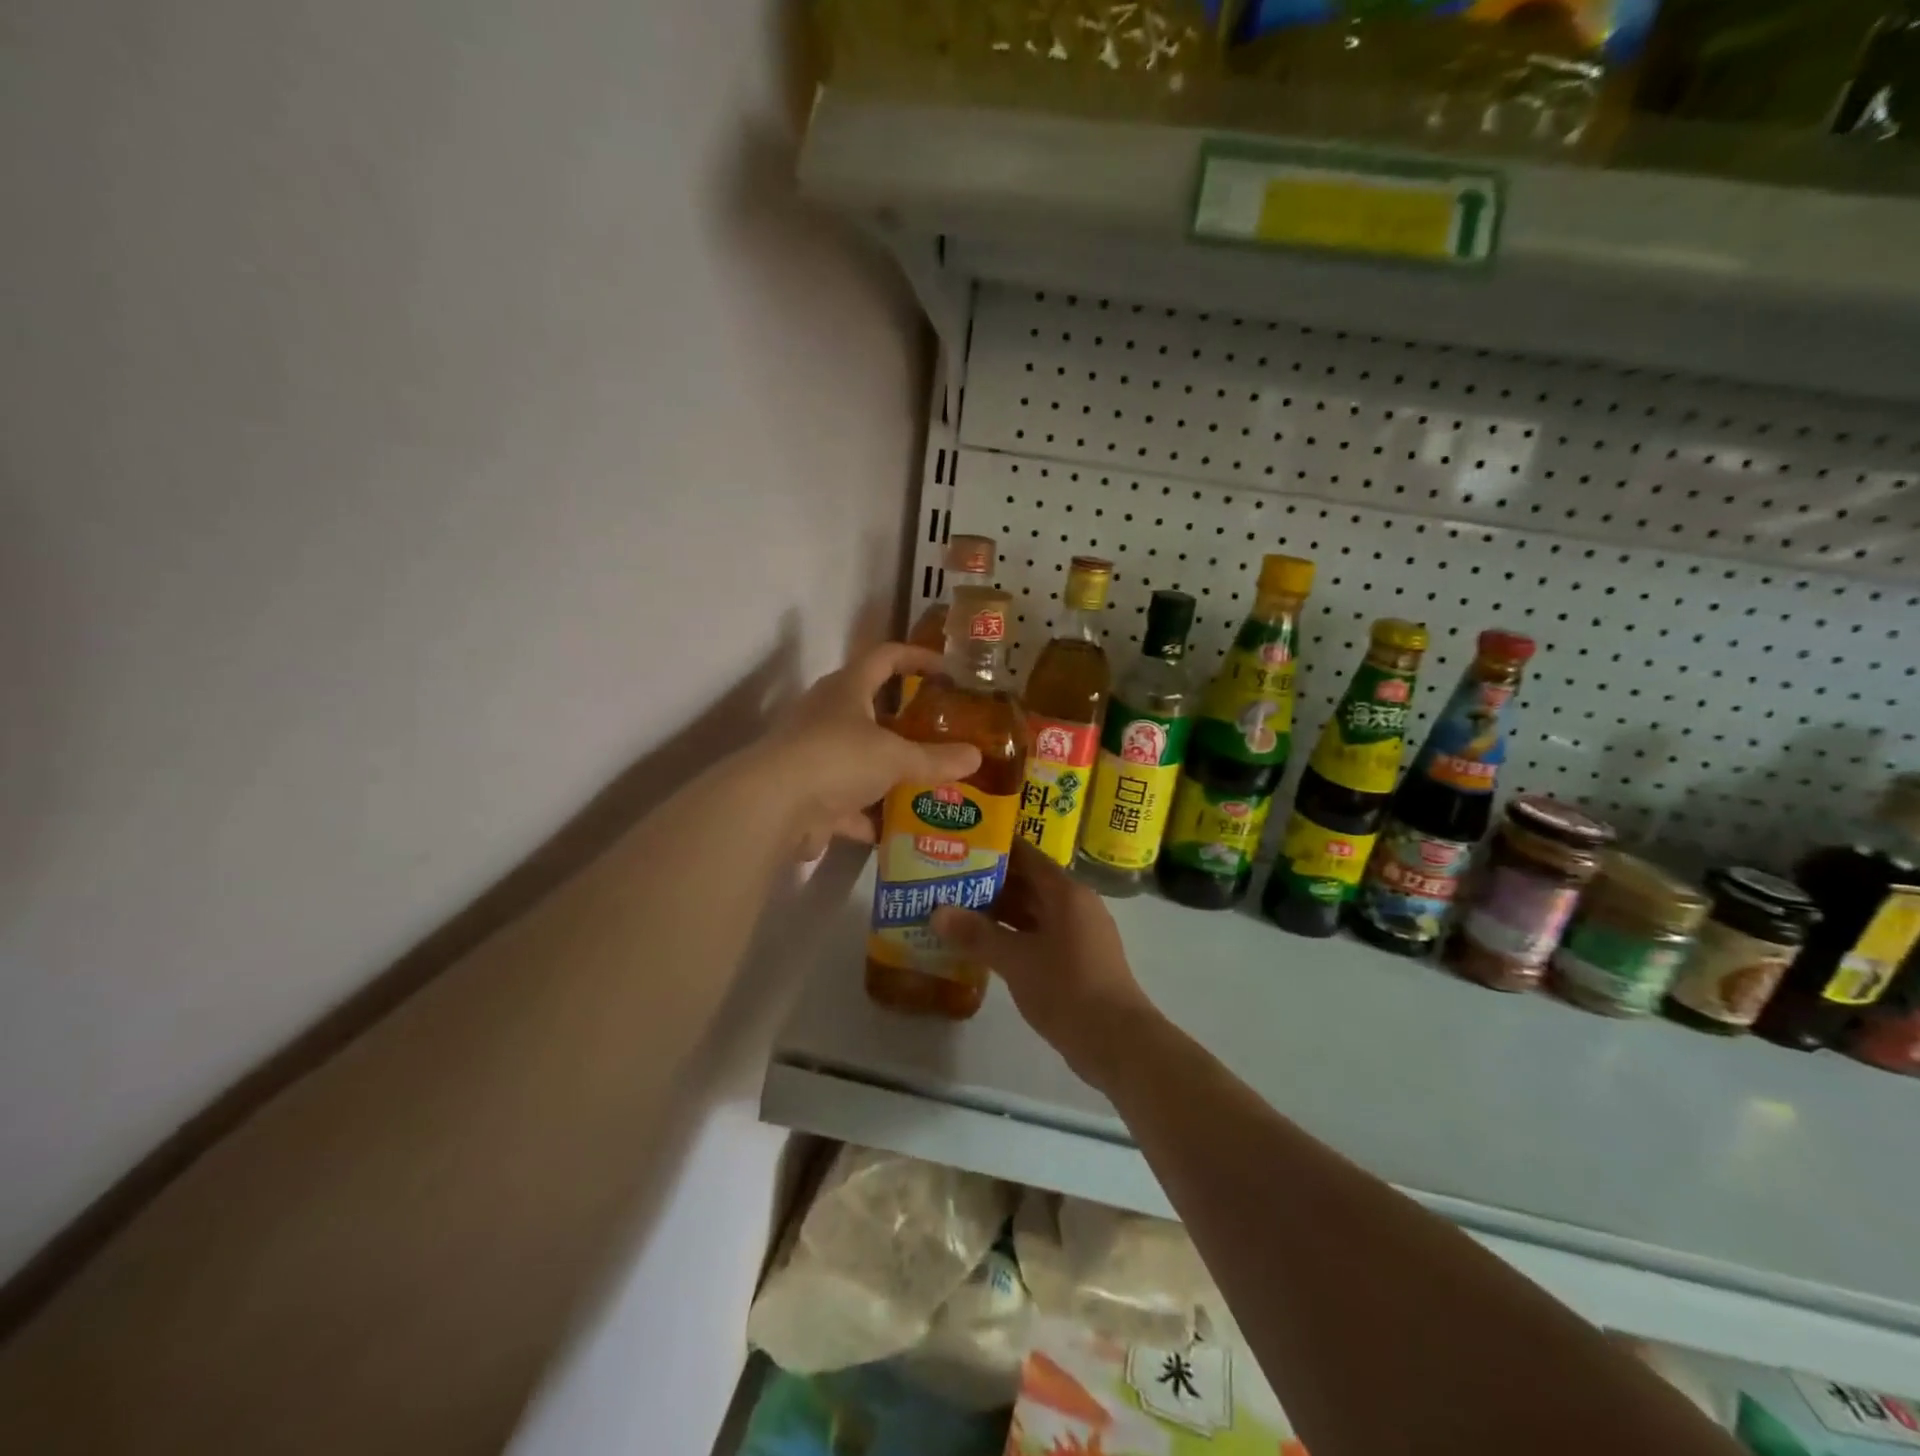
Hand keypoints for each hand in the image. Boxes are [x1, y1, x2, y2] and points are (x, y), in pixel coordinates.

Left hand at [766, 643, 982, 860]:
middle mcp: (826, 715)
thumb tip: (975, 757)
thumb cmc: (837, 759)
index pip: (885, 657)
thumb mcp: (894, 757)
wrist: (773, 807)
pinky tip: (895, 831)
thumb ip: (935, 759)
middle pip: (871, 710)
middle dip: (905, 724)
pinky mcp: (808, 794)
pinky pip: (846, 802)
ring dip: (888, 772)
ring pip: (859, 758)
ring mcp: (814, 755)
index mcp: (846, 689)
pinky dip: (868, 816)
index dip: (917, 657)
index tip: (947, 668)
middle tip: (940, 735)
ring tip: (926, 783)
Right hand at [931, 839, 1157, 1089]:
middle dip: (989, 883)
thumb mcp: (1015, 960)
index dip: (994, 848)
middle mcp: (1075, 905)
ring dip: (999, 913)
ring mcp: (1078, 934)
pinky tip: (983, 946)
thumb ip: (976, 934)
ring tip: (956, 910)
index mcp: (1066, 892)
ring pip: (1032, 912)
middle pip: (1028, 883)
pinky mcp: (1077, 960)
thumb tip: (937, 912)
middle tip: (947, 879)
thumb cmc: (1066, 988)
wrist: (1116, 1042)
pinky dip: (1012, 936)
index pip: (1026, 856)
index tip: (961, 844)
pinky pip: (1039, 936)